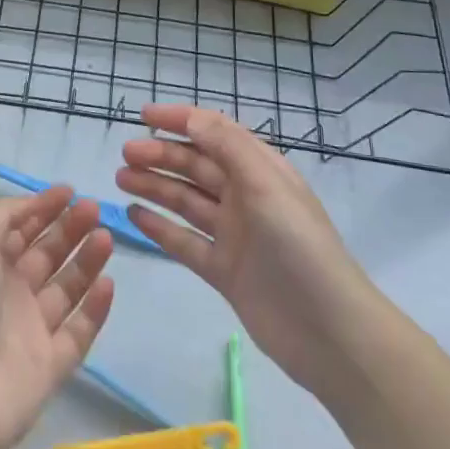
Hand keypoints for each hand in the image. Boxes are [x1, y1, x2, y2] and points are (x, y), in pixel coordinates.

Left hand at [0, 188, 115, 448]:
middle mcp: (10, 295)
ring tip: (105, 237)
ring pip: (67, 289)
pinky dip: (95, 308)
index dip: (43, 209)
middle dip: (69, 229)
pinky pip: (80, 331)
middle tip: (94, 210)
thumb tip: (33, 201)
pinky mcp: (53, 365)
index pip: (20, 231)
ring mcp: (33, 331)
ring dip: (87, 261)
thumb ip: (3, 216)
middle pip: (47, 255)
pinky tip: (108, 283)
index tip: (70, 191)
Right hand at [117, 104, 362, 396]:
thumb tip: (190, 116)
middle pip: (196, 167)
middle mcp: (245, 197)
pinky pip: (184, 241)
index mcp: (261, 170)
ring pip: (186, 201)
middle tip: (125, 155)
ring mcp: (234, 234)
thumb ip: (227, 146)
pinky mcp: (223, 270)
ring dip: (154, 186)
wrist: (329, 332)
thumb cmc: (299, 247)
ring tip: (120, 180)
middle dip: (160, 155)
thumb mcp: (266, 185)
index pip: (215, 133)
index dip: (180, 120)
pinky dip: (160, 227)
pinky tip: (134, 216)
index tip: (143, 115)